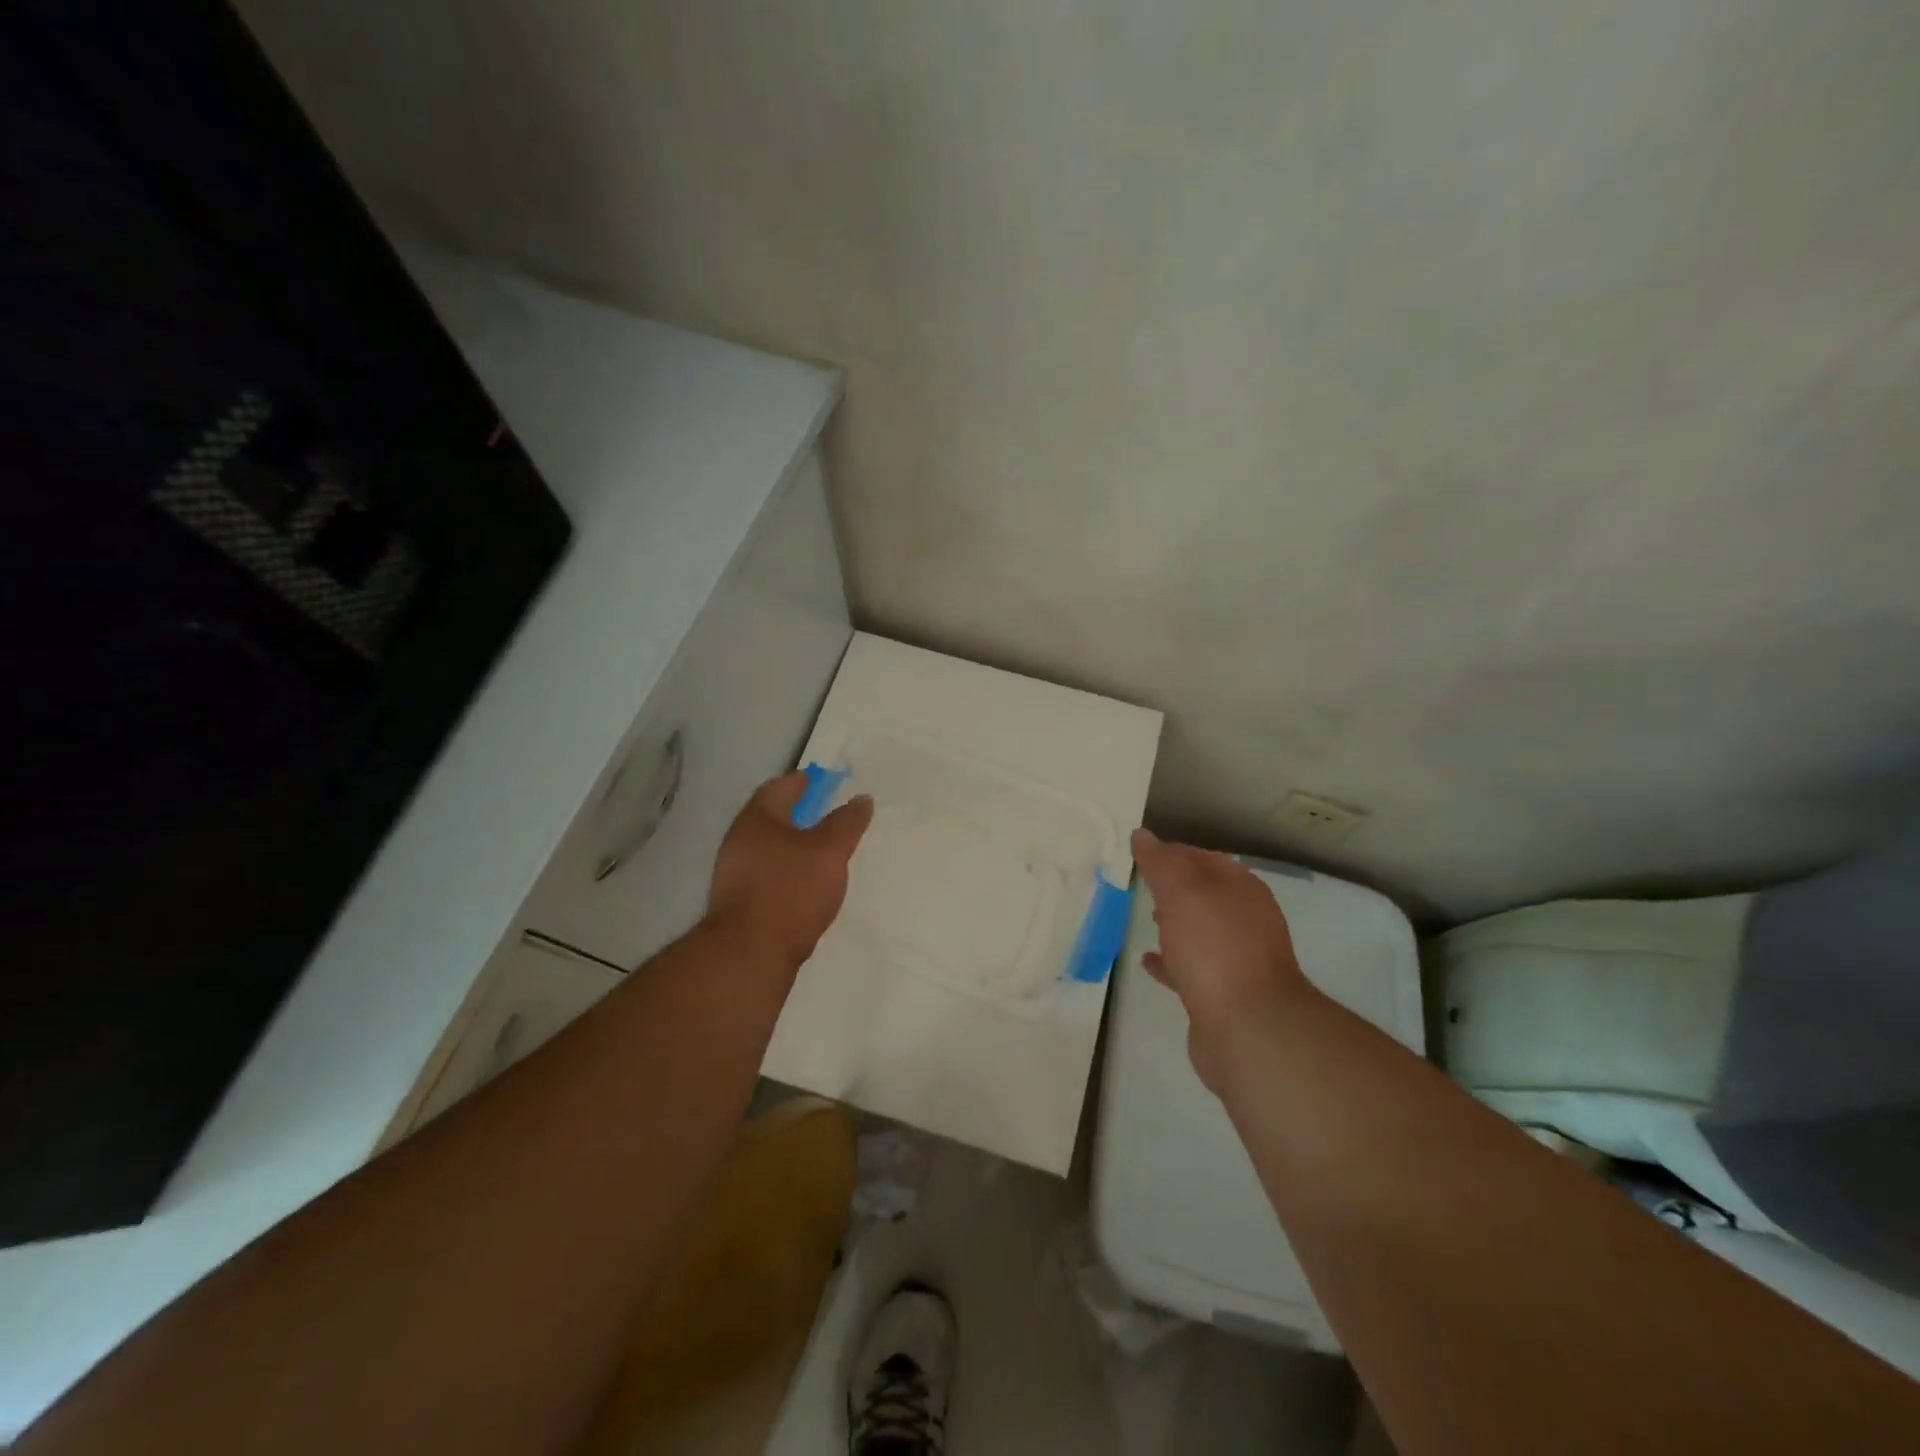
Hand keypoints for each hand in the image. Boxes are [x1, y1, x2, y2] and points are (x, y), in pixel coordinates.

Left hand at [705, 772, 873, 970]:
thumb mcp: (829, 850)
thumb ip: (847, 823)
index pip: (780, 787)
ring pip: (769, 848)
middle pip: (772, 818)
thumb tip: (861, 799)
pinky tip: (806, 886)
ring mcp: (735, 874)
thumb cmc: (791, 889)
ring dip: (794, 845)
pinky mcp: (740, 904)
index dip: (804, 781)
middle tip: (829, 815)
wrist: (749, 953)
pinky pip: (768, 875)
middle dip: (799, 814)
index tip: (825, 781)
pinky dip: (788, 871)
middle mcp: (740, 841)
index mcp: (757, 819)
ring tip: (823, 852)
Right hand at [1130, 828, 1313, 1092]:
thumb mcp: (1181, 893)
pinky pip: (1192, 968)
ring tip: (1146, 919)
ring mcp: (1239, 959)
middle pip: (1205, 894)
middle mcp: (1246, 920)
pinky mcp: (1225, 994)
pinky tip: (1148, 962)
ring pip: (1201, 931)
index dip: (1172, 852)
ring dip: (1176, 924)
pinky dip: (1171, 961)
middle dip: (1175, 888)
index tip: (1141, 853)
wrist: (1249, 1028)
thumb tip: (1142, 835)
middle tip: (1142, 884)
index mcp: (1242, 889)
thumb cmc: (1215, 948)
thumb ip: (1160, 863)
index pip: (1204, 857)